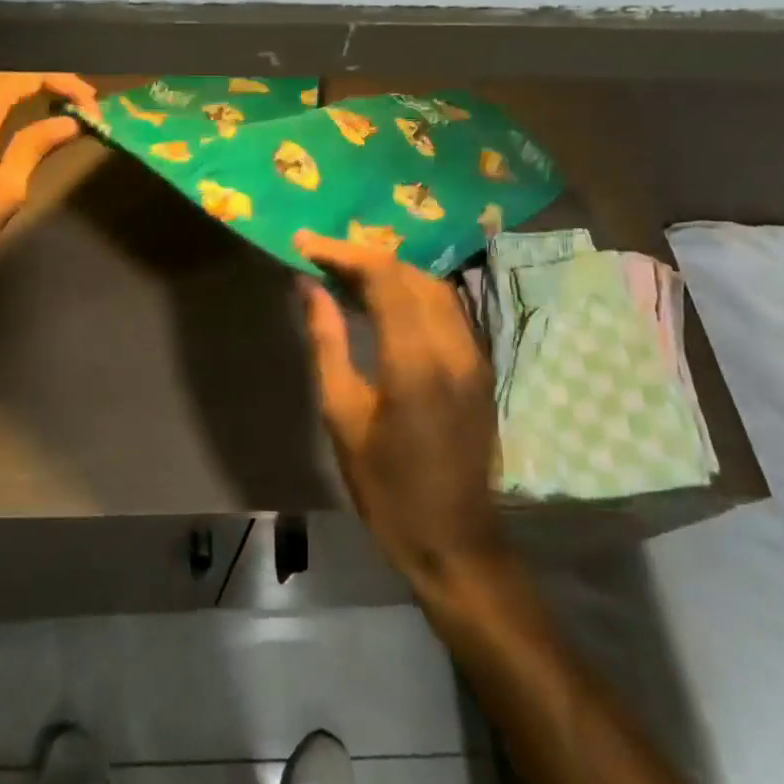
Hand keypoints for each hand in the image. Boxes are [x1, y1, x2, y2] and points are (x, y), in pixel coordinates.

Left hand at [0, 73, 99, 314]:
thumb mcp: (6, 188)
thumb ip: (37, 145)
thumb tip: (71, 124)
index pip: (29, 76)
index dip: (66, 86)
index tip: (93, 109)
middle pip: (7, 67)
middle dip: (47, 78)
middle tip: (79, 101)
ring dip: (19, 80)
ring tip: (49, 98)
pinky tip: (7, 104)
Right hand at [294, 230, 511, 594]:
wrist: (454, 541)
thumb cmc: (386, 486)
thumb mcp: (342, 414)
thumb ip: (326, 341)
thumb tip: (307, 286)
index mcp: (416, 359)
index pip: (383, 277)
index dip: (342, 252)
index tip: (304, 242)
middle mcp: (453, 345)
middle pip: (409, 273)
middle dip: (362, 256)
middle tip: (319, 255)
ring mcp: (473, 354)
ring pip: (431, 286)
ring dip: (389, 270)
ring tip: (344, 272)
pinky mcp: (479, 366)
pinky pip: (445, 308)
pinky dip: (409, 291)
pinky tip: (381, 300)